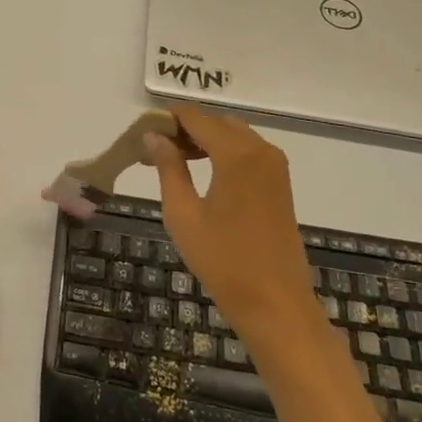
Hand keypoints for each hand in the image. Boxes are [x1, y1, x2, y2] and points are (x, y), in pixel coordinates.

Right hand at [144, 107, 320, 357]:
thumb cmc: (222, 260)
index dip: (167, 119)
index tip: (141, 132)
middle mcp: (261, 150)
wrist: (275, 303)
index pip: (196, 118)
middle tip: (153, 151)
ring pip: (233, 136)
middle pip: (216, 123)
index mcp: (237, 154)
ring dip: (204, 141)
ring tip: (171, 162)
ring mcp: (275, 167)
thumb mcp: (183, 214)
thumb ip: (168, 168)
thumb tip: (154, 136)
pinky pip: (247, 153)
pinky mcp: (280, 184)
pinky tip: (201, 174)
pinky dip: (223, 153)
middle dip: (184, 130)